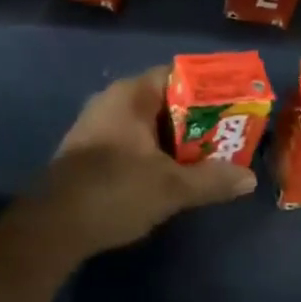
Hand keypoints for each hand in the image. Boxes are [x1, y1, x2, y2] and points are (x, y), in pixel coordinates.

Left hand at [37, 66, 256, 259]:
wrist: (51, 227)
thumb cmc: (114, 191)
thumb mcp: (170, 187)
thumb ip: (212, 179)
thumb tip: (249, 178)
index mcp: (130, 94)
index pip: (177, 75)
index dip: (208, 87)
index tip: (234, 105)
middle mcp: (112, 101)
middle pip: (165, 100)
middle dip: (197, 118)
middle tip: (229, 136)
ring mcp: (97, 126)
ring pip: (148, 124)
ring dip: (176, 140)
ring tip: (209, 158)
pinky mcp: (90, 152)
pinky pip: (132, 141)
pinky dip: (155, 152)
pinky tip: (171, 175)